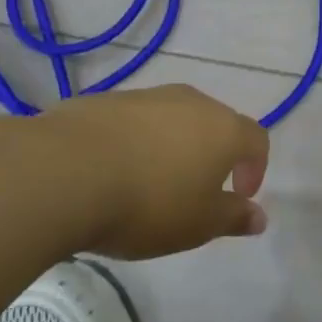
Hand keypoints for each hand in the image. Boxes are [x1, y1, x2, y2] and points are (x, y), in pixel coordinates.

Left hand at [54, 85, 269, 259]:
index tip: (239, 195)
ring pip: (172, 119)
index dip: (255, 168)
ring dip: (171, 146)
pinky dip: (133, 142)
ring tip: (149, 183)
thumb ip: (233, 218)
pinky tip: (111, 172)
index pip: (257, 140)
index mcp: (224, 129)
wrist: (62, 172)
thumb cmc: (148, 203)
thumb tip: (260, 217)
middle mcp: (192, 102)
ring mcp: (146, 96)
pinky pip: (132, 122)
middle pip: (215, 123)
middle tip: (196, 190)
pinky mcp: (104, 100)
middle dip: (213, 154)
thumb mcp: (198, 224)